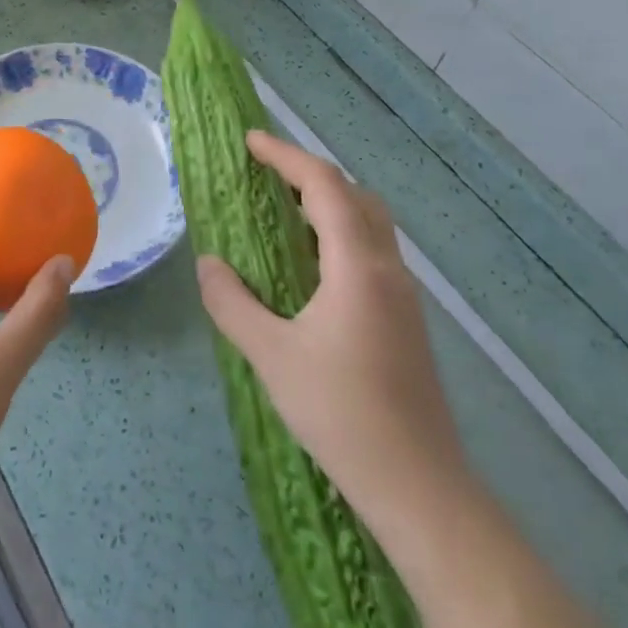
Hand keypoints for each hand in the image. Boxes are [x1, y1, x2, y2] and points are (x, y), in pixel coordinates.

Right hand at [195, 130, 470, 541]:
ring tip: (281, 212)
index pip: (324, 187)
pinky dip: (337, 235)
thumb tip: (209, 263)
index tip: (251, 141)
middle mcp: (387, 270)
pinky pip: (370, 253)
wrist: (418, 485)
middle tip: (266, 175)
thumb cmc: (341, 414)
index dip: (286, 157)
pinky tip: (307, 266)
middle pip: (356, 197)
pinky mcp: (404, 321)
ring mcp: (402, 296)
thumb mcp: (271, 355)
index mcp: (357, 267)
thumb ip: (232, 302)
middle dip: (311, 175)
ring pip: (368, 225)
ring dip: (327, 204)